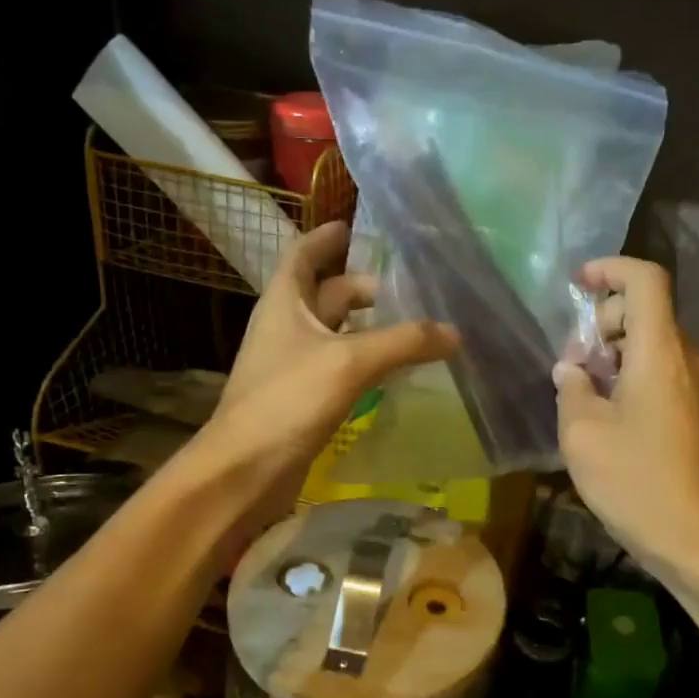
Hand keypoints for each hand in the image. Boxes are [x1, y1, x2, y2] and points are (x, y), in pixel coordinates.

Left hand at [201, 221, 456, 523]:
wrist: (244, 471)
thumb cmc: (288, 401)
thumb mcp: (349, 361)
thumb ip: (404, 342)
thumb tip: (454, 332)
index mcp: (284, 302)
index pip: (302, 255)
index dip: (325, 238)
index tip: (354, 226)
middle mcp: (286, 327)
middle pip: (326, 294)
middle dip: (364, 287)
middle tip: (409, 287)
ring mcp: (293, 364)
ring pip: (336, 332)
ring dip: (369, 326)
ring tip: (412, 323)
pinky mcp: (303, 397)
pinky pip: (340, 365)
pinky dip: (366, 360)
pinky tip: (394, 368)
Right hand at [553, 257, 698, 588]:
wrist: (696, 540)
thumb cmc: (635, 481)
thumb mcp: (583, 433)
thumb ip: (572, 388)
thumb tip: (572, 369)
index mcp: (659, 352)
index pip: (646, 280)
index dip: (610, 269)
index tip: (577, 284)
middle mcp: (684, 359)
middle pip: (645, 311)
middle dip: (602, 322)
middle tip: (572, 362)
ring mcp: (693, 387)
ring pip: (650, 343)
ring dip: (612, 353)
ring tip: (581, 392)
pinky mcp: (693, 412)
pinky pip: (659, 372)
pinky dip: (628, 375)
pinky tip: (603, 415)